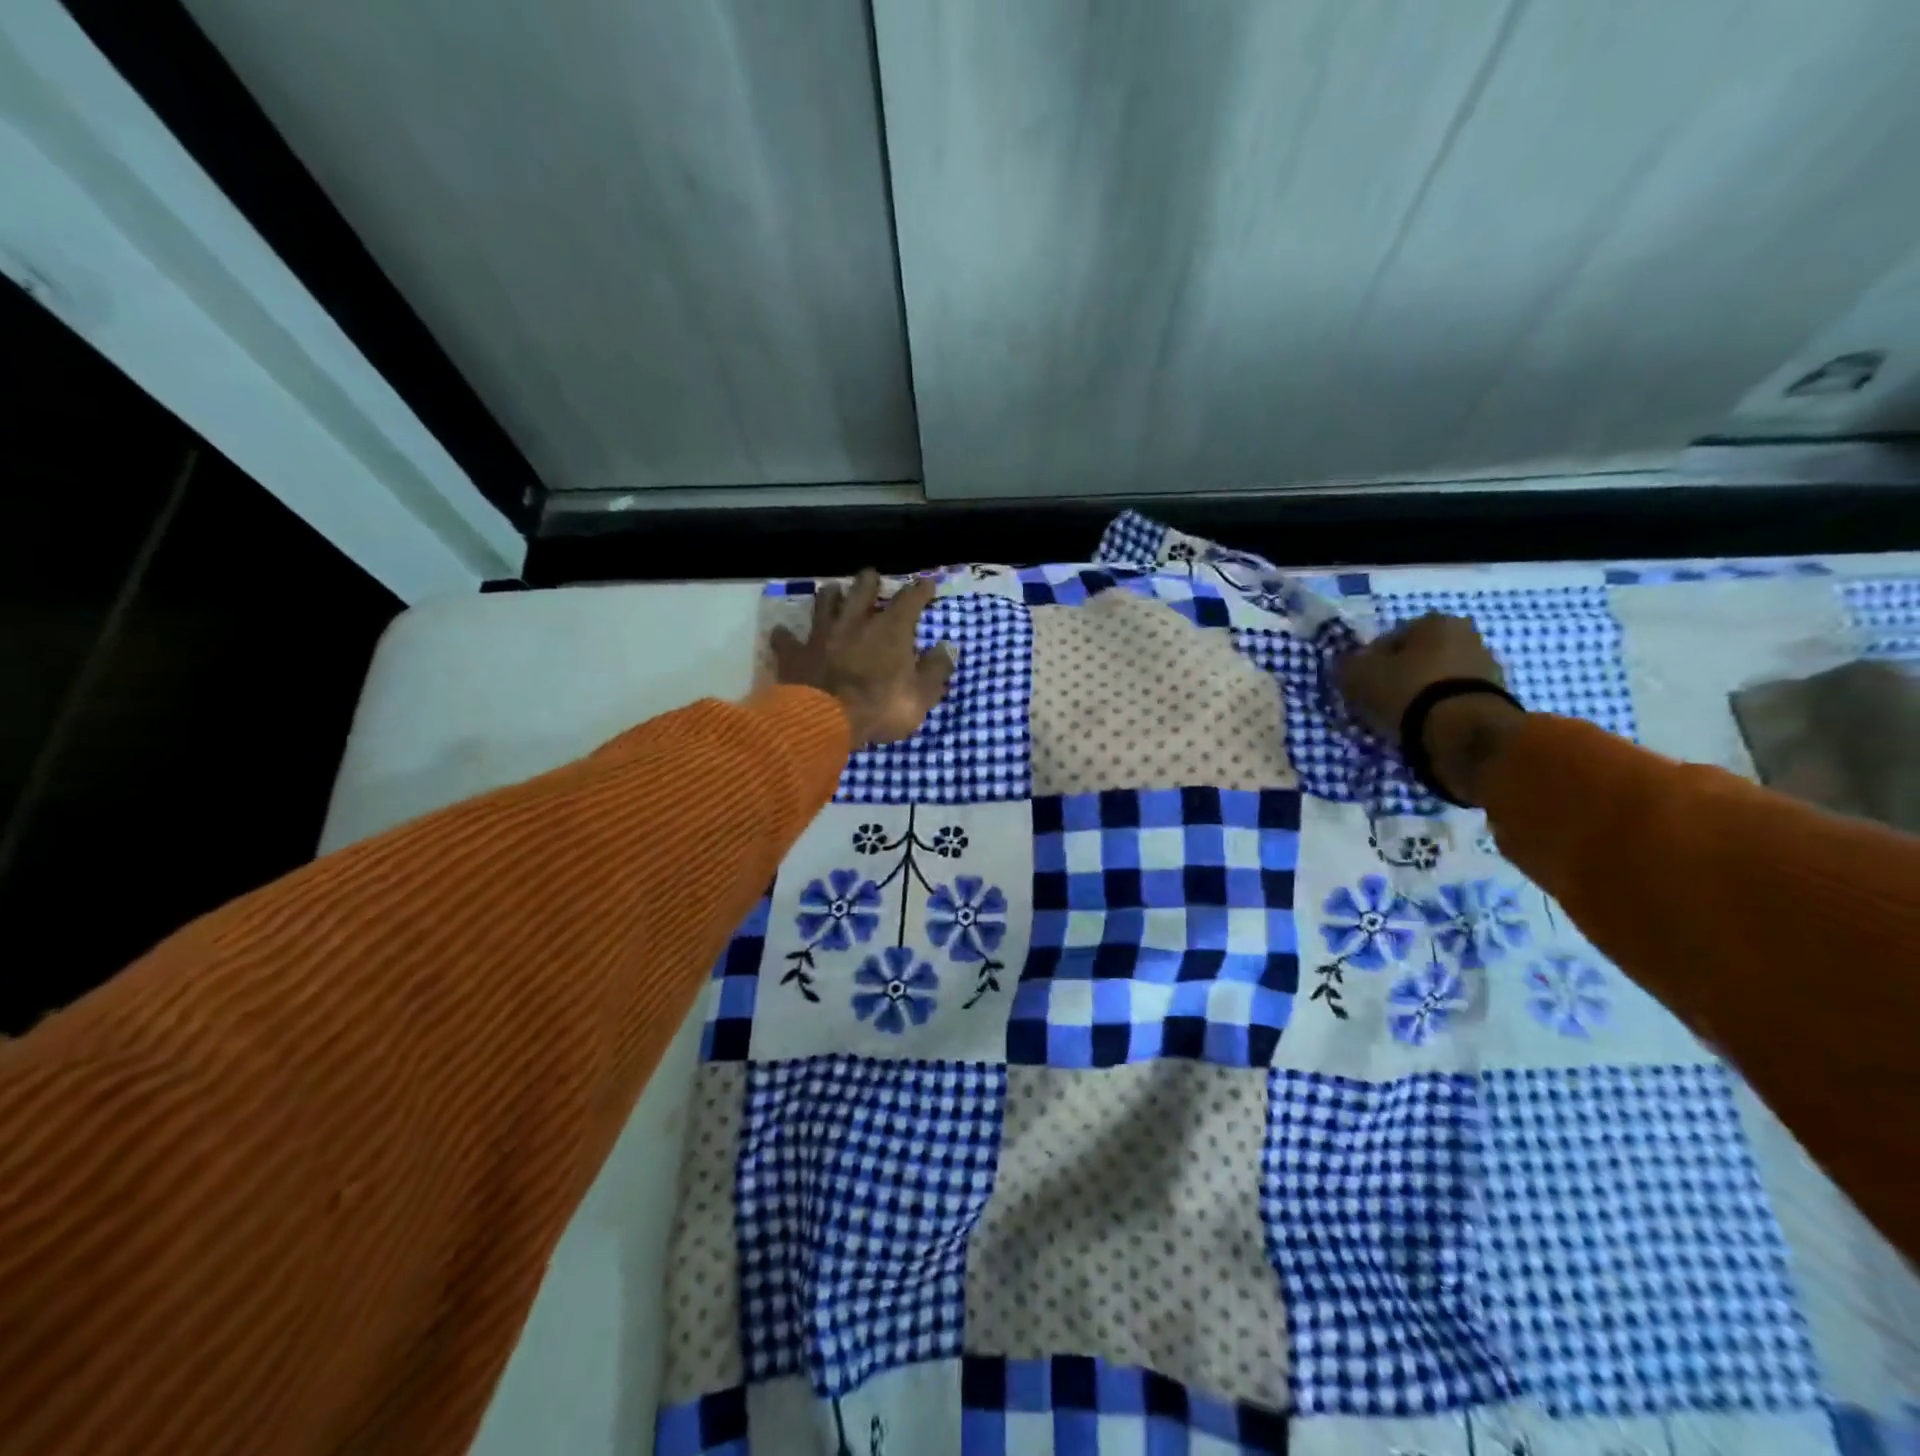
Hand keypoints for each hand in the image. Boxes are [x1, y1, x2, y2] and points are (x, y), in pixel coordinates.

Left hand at [771, 569, 955, 748]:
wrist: (824, 721)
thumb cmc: (880, 708)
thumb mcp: (921, 695)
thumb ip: (936, 670)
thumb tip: (948, 647)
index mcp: (890, 629)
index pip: (910, 599)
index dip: (920, 590)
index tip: (927, 585)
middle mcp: (855, 622)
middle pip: (862, 589)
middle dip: (869, 581)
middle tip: (872, 578)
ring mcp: (821, 634)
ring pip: (824, 602)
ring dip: (830, 596)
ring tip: (833, 592)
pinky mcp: (795, 653)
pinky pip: (786, 639)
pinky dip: (786, 636)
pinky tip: (783, 633)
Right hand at [1338, 613, 1520, 805]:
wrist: (1463, 731)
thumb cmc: (1406, 691)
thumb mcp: (1357, 676)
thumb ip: (1348, 666)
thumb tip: (1349, 666)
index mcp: (1434, 621)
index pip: (1388, 639)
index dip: (1369, 664)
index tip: (1360, 687)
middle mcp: (1466, 635)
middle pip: (1417, 659)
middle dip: (1398, 678)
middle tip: (1379, 704)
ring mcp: (1487, 667)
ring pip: (1437, 681)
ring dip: (1420, 696)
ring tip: (1401, 722)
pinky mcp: (1496, 698)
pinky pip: (1453, 702)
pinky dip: (1438, 712)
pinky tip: (1424, 729)